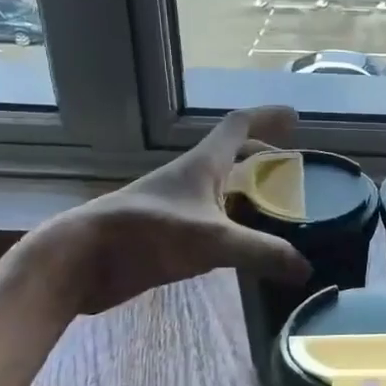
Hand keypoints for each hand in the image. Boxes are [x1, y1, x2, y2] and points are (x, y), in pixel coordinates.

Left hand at [37, 106, 311, 314]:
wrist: (80, 261)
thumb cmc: (146, 234)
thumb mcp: (211, 241)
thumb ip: (261, 252)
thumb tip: (305, 268)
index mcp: (203, 165)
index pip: (239, 125)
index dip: (267, 117)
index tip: (294, 117)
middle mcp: (190, 178)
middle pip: (232, 156)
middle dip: (262, 156)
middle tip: (291, 169)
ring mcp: (175, 206)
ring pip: (219, 189)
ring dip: (246, 190)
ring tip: (275, 207)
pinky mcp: (164, 233)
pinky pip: (208, 220)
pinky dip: (231, 223)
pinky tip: (242, 244)